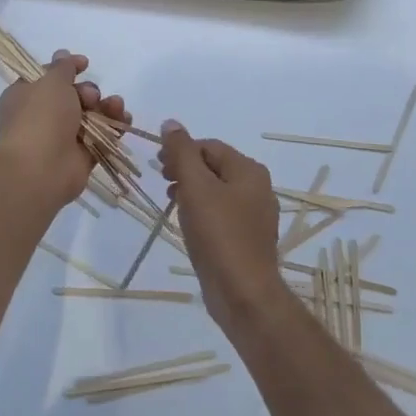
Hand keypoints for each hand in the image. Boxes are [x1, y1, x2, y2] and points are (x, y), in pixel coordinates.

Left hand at [0, 51, 128, 210]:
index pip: (46, 76)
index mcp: (25, 95)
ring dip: (106, 107)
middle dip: (88, 91)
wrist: (41, 169)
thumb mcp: (51, 81)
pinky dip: (114, 127)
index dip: (66, 68)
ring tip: (115, 106)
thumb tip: (63, 54)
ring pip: (90, 115)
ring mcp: (62, 137)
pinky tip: (124, 119)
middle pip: (73, 95)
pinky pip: (101, 137)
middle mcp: (42, 115)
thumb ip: (63, 67)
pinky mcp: (81, 156)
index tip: (85, 64)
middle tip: (90, 97)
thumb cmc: (40, 117)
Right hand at [159, 121, 284, 329]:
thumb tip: (171, 123)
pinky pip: (221, 214)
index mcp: (249, 171)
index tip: (158, 166)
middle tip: (162, 182)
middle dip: (185, 169)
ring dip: (191, 190)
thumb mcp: (195, 186)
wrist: (243, 293)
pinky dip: (202, 211)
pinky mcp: (247, 238)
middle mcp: (258, 188)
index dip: (181, 151)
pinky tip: (188, 224)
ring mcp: (254, 215)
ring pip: (216, 191)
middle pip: (214, 166)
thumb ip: (181, 152)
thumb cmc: (218, 233)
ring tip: (171, 202)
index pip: (209, 146)